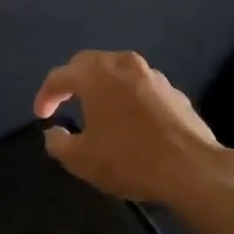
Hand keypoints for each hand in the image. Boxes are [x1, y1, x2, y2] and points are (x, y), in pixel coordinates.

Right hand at [33, 50, 233, 204]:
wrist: (192, 169)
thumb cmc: (129, 160)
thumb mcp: (80, 159)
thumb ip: (58, 143)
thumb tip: (54, 132)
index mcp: (95, 75)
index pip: (59, 76)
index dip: (45, 96)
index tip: (42, 116)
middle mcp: (123, 65)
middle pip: (88, 63)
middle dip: (72, 80)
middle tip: (64, 101)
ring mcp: (153, 75)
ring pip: (117, 70)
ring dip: (102, 85)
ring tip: (97, 109)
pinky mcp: (174, 91)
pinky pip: (141, 86)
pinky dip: (128, 96)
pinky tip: (129, 120)